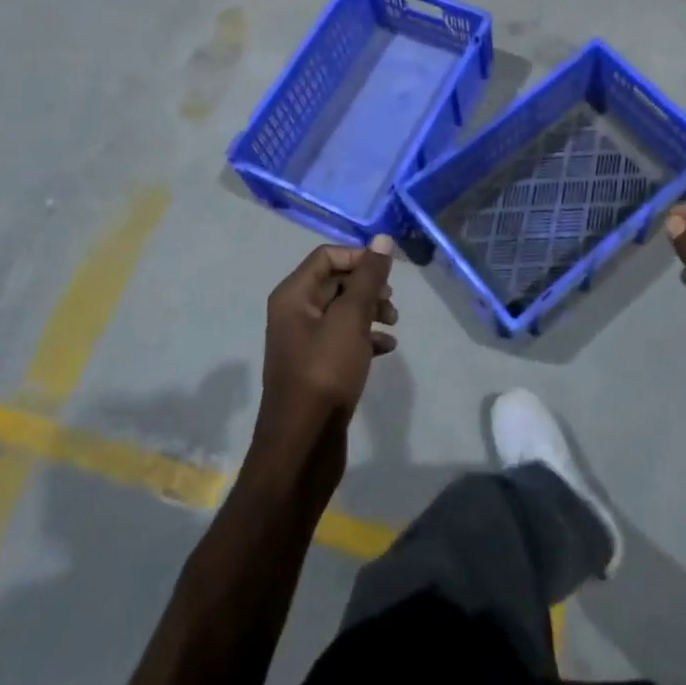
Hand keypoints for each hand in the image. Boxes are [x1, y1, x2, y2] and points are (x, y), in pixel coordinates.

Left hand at [251, 236, 397, 486]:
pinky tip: (386, 348)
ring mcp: (304, 341)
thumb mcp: (350, 319)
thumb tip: (383, 239)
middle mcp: (294, 312)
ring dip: (370, 311)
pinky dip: (365, 337)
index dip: (360, 259)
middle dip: (368, 287)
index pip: (327, 256)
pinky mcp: (317, 366)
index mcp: (293, 295)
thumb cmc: (325, 373)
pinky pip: (344, 338)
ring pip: (342, 310)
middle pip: (335, 281)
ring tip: (393, 324)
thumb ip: (368, 278)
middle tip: (391, 304)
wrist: (303, 445)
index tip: (388, 275)